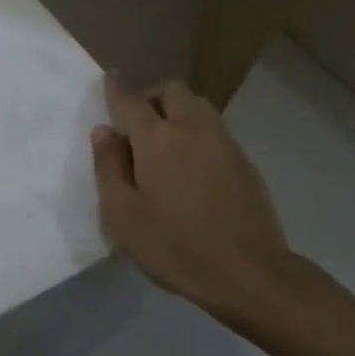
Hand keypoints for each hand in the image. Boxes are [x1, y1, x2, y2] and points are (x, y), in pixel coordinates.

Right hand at [89, 75, 301, 324]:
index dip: (115, 88)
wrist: (251, 275)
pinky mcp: (245, 162)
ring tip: (165, 141)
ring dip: (177, 110)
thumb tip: (103, 132)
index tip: (108, 79)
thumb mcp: (122, 215)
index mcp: (157, 139)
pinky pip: (215, 129)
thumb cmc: (175, 247)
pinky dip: (197, 132)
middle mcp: (192, 129)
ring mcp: (224, 143)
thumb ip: (108, 168)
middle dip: (151, 96)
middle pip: (171, 90)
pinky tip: (191, 165)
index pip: (130, 99)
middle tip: (137, 123)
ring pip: (198, 105)